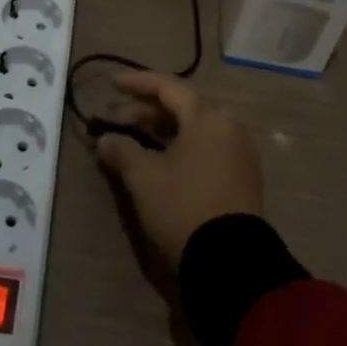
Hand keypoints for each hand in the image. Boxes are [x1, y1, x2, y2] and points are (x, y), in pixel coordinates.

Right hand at [94, 71, 262, 270]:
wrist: (231, 263)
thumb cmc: (183, 206)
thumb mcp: (144, 177)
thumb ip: (122, 150)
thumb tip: (105, 139)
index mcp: (207, 116)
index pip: (167, 87)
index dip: (136, 83)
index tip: (111, 84)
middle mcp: (228, 126)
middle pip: (181, 107)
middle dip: (145, 110)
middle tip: (114, 118)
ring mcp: (238, 153)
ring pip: (193, 129)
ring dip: (161, 130)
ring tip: (131, 138)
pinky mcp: (241, 178)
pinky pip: (205, 148)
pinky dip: (179, 146)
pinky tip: (158, 159)